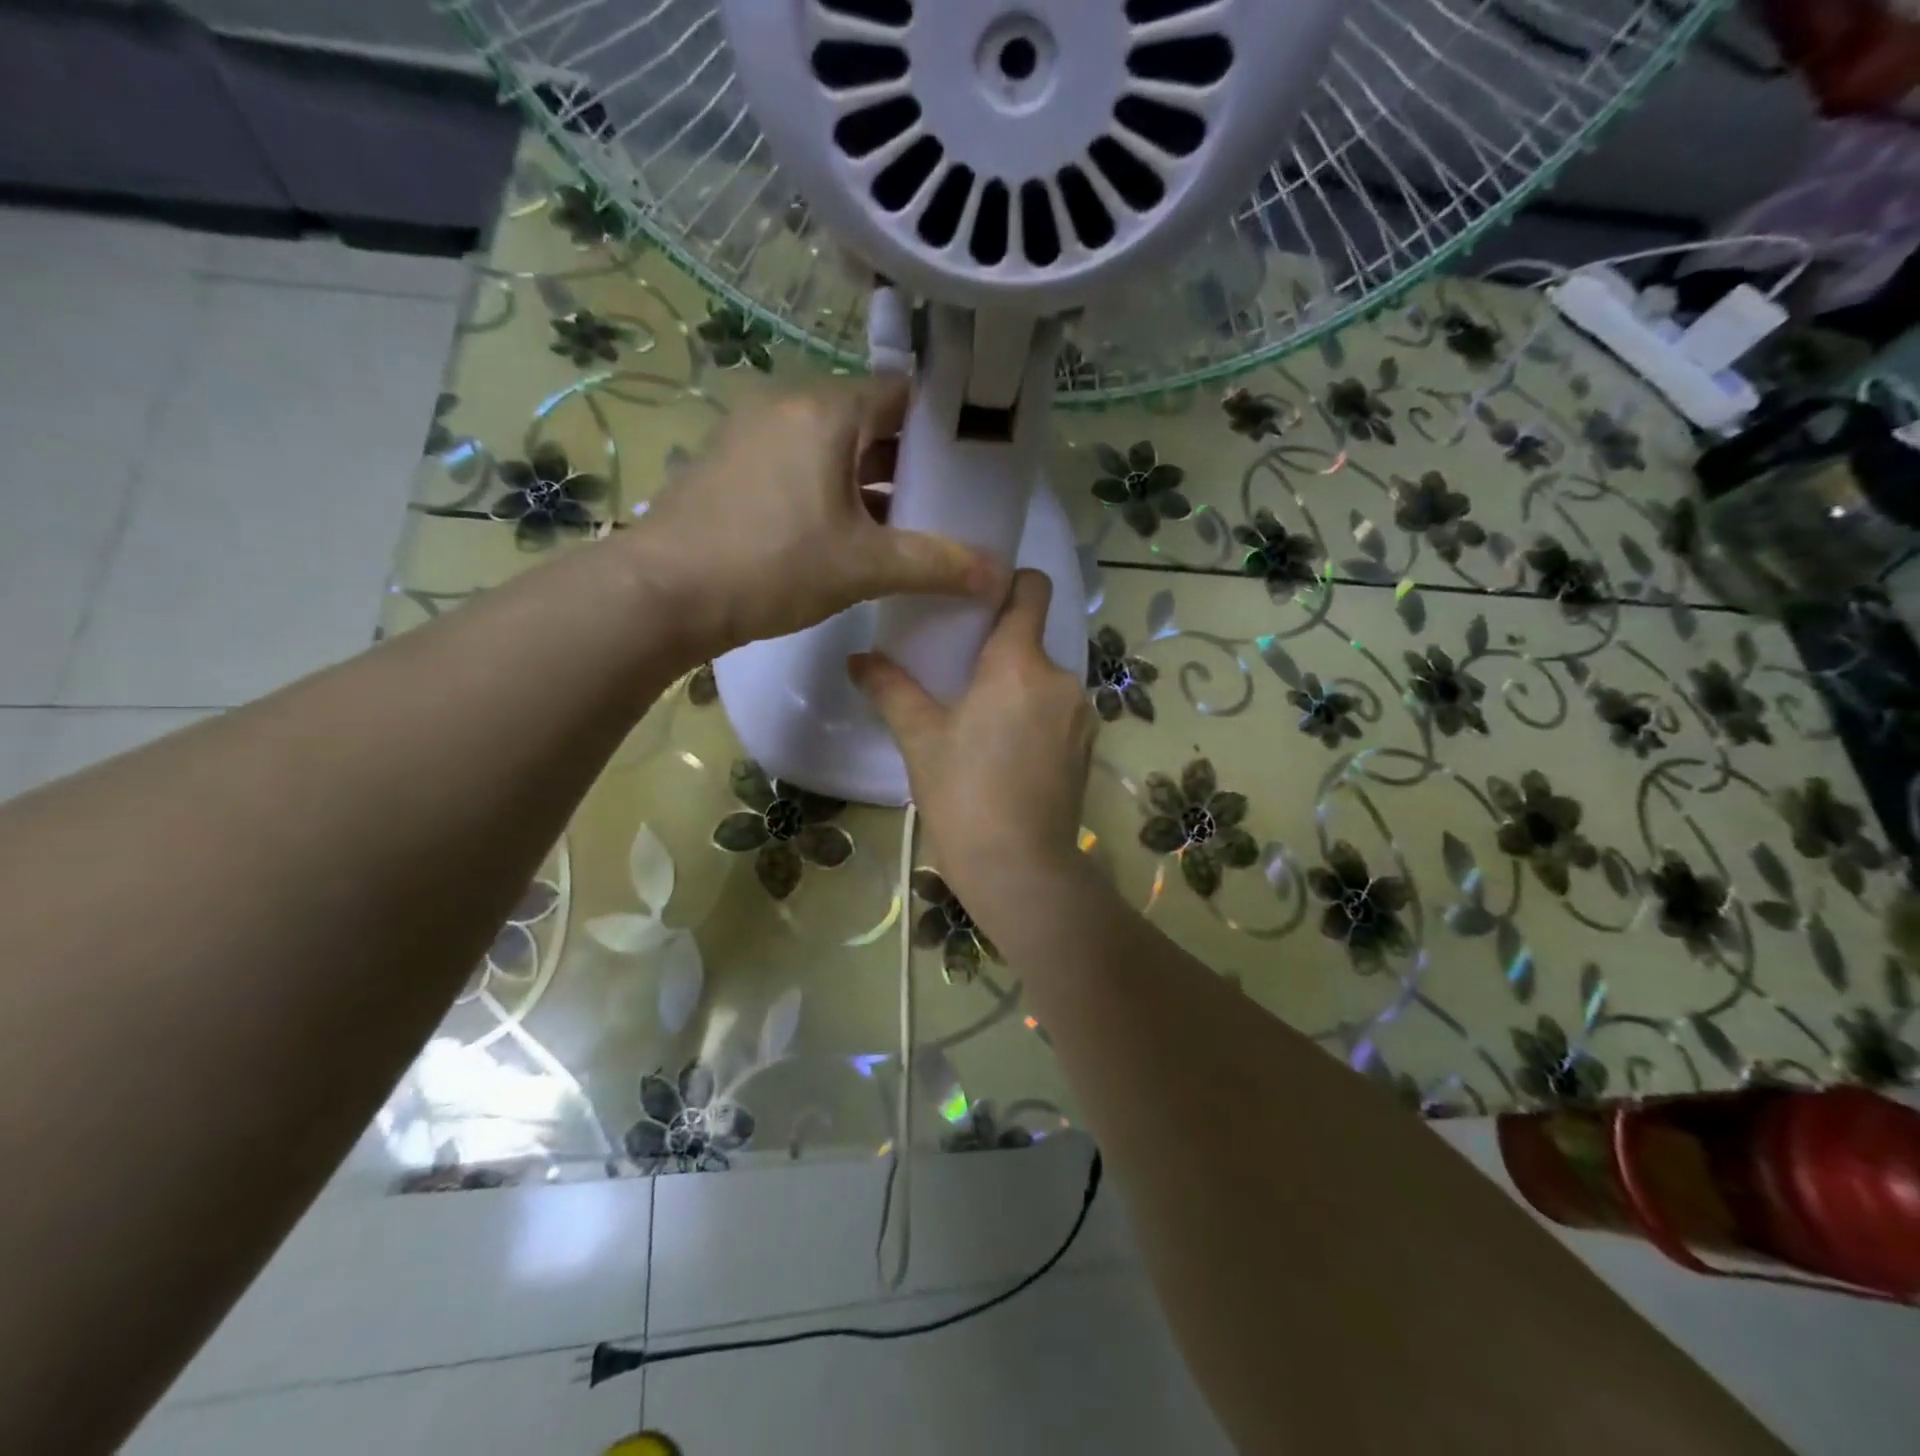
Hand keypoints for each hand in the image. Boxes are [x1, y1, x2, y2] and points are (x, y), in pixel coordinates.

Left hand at [633, 378, 1002, 659]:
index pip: (900, 395)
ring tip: (903, 526)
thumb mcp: (864, 566)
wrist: (664, 594)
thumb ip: (935, 565)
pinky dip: (827, 491)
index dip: (939, 426)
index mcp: (825, 411)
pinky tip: (844, 535)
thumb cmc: (773, 565)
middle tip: (941, 503)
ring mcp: (749, 435)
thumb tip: (998, 576)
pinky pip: (795, 466)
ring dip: (866, 481)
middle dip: (905, 462)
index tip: (968, 462)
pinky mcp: (728, 467)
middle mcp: (786, 406)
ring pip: (829, 447)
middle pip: (865, 422)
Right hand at [851, 570, 1093, 909]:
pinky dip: (1036, 717)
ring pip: (1045, 680)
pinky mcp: (1088, 748)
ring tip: (982, 720)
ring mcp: (1081, 715)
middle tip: (960, 673)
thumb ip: (890, 689)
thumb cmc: (963, 793)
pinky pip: (1059, 712)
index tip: (977, 598)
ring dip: (1019, 687)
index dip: (1009, 582)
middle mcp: (1061, 678)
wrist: (1019, 868)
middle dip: (1000, 649)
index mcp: (1020, 662)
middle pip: (1033, 639)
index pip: (1033, 588)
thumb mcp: (920, 738)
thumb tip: (856, 659)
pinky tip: (1008, 753)